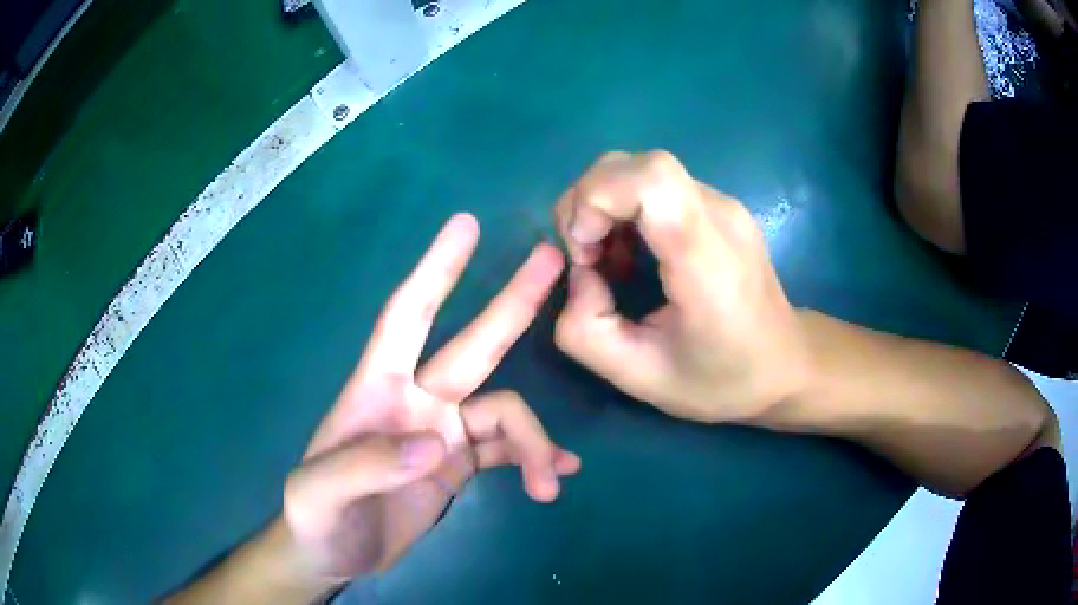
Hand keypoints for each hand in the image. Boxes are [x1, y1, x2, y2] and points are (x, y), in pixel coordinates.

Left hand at [283, 214, 579, 583]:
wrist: (334, 554)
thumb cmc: (317, 516)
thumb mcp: (320, 493)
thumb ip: (366, 465)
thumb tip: (435, 445)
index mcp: (377, 390)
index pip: (405, 317)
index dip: (434, 271)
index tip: (465, 225)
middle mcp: (417, 401)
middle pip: (473, 347)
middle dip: (511, 304)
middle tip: (552, 260)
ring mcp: (443, 433)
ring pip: (504, 414)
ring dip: (534, 442)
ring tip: (552, 481)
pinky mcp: (459, 466)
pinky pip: (508, 451)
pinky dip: (536, 457)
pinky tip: (559, 474)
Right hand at [552, 150, 809, 423]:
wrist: (784, 364)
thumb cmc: (720, 380)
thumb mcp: (638, 378)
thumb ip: (584, 330)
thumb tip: (577, 273)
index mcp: (707, 261)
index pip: (652, 179)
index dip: (597, 197)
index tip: (585, 250)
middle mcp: (720, 215)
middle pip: (639, 165)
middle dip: (590, 201)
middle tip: (588, 257)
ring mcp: (724, 204)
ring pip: (643, 169)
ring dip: (605, 204)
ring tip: (608, 259)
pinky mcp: (719, 206)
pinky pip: (658, 185)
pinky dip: (626, 208)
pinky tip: (633, 253)